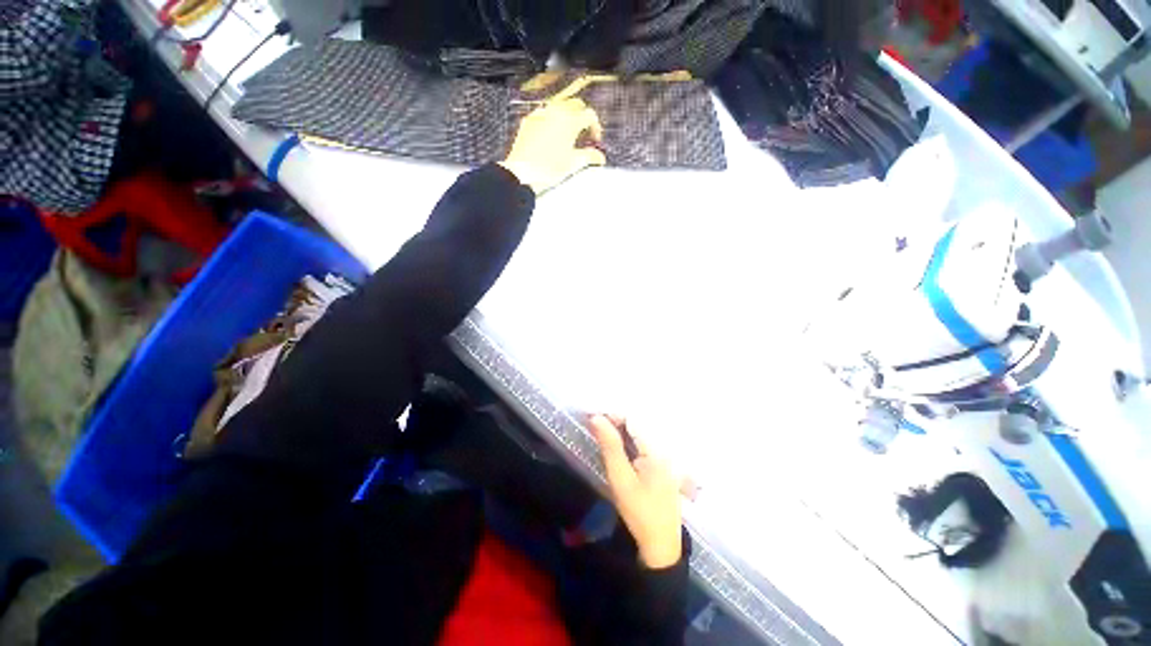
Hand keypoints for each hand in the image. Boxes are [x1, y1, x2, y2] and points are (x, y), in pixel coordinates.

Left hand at [499, 98, 605, 193]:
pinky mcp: (529, 121)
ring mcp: (540, 114)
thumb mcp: (573, 164)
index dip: (596, 127)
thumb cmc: (548, 169)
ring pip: (559, 107)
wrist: (522, 173)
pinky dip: (552, 121)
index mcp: (569, 121)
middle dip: (582, 118)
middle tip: (583, 136)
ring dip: (567, 118)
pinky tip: (552, 137)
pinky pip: (544, 114)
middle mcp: (555, 112)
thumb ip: (589, 157)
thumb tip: (599, 157)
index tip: (595, 140)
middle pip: (575, 106)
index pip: (589, 115)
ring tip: (568, 137)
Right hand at [590, 414, 682, 568]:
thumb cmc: (639, 512)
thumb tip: (596, 417)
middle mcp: (664, 447)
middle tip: (593, 423)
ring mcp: (665, 456)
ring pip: (639, 433)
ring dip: (620, 430)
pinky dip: (627, 440)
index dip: (612, 414)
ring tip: (600, 430)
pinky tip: (616, 444)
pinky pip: (643, 443)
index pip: (633, 419)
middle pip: (637, 424)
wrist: (660, 546)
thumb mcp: (620, 478)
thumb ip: (610, 445)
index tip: (592, 416)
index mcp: (657, 449)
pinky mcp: (662, 464)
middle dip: (615, 421)